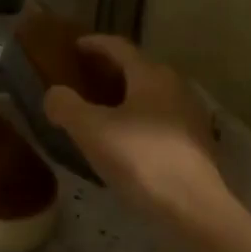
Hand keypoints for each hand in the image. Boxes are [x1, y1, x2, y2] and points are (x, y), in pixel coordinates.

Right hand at [42, 36, 227, 216]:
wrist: (193, 207)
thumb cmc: (140, 159)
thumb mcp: (92, 131)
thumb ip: (67, 106)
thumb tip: (54, 94)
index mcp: (150, 75)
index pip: (119, 47)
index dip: (95, 44)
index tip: (75, 45)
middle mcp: (175, 86)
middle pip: (138, 68)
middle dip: (111, 70)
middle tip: (85, 78)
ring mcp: (190, 114)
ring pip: (151, 94)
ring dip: (126, 95)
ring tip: (102, 109)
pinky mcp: (196, 141)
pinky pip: (161, 117)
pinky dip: (140, 117)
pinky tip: (126, 138)